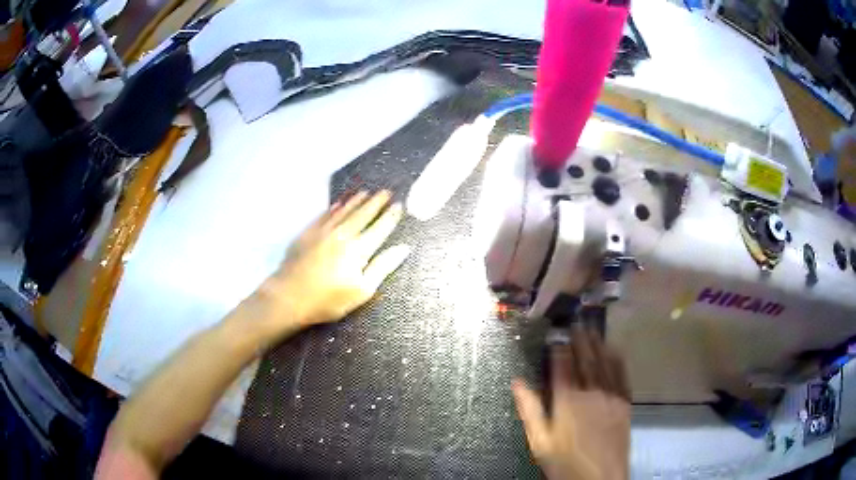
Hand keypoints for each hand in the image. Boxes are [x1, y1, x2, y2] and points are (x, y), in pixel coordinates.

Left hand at [257, 190, 409, 337]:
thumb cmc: (328, 300)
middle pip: (363, 214)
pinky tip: (339, 203)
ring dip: (357, 200)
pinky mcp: (308, 232)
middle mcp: (343, 234)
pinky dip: (334, 207)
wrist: (288, 296)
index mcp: (359, 249)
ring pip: (344, 210)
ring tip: (366, 192)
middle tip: (386, 191)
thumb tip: (403, 248)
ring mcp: (324, 231)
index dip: (391, 216)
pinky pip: (325, 214)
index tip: (399, 205)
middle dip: (376, 202)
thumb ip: (383, 267)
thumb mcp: (362, 291)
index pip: (380, 228)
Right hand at [512, 326, 630, 479]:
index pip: (563, 366)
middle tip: (576, 325)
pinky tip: (614, 351)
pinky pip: (622, 374)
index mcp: (567, 401)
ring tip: (593, 330)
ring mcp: (612, 395)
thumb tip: (517, 382)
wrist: (600, 477)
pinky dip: (617, 359)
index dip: (560, 348)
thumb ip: (529, 410)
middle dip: (580, 340)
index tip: (557, 335)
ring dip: (599, 344)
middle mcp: (591, 391)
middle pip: (585, 359)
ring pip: (605, 363)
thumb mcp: (539, 441)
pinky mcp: (625, 402)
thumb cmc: (565, 462)